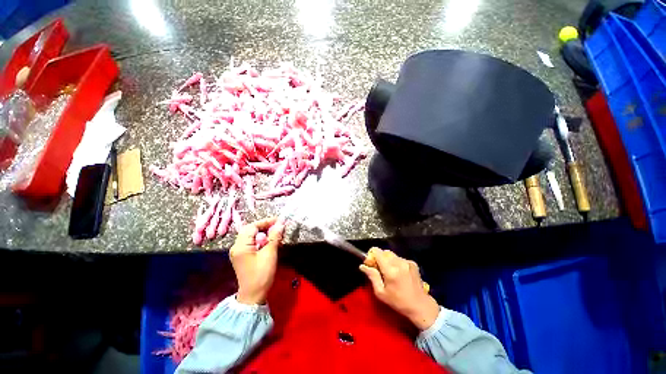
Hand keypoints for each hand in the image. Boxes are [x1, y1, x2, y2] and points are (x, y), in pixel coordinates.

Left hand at [230, 217, 284, 304]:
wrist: (253, 296)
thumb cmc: (261, 275)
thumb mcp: (270, 254)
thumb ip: (274, 237)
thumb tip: (280, 224)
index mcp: (241, 246)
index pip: (252, 226)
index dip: (266, 222)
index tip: (279, 220)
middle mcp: (236, 247)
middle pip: (250, 230)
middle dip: (264, 226)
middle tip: (278, 225)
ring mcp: (239, 252)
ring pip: (251, 236)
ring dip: (264, 232)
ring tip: (276, 232)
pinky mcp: (243, 256)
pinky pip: (251, 242)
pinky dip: (261, 239)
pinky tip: (270, 241)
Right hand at [360, 248, 439, 330]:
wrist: (420, 306)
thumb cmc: (398, 302)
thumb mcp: (381, 293)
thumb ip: (372, 276)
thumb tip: (362, 266)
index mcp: (390, 270)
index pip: (377, 251)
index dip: (371, 255)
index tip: (370, 263)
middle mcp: (399, 262)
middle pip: (384, 252)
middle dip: (379, 258)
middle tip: (379, 269)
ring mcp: (407, 262)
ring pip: (392, 255)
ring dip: (388, 260)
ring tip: (390, 272)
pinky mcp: (413, 263)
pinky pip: (400, 258)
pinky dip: (396, 263)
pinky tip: (399, 274)